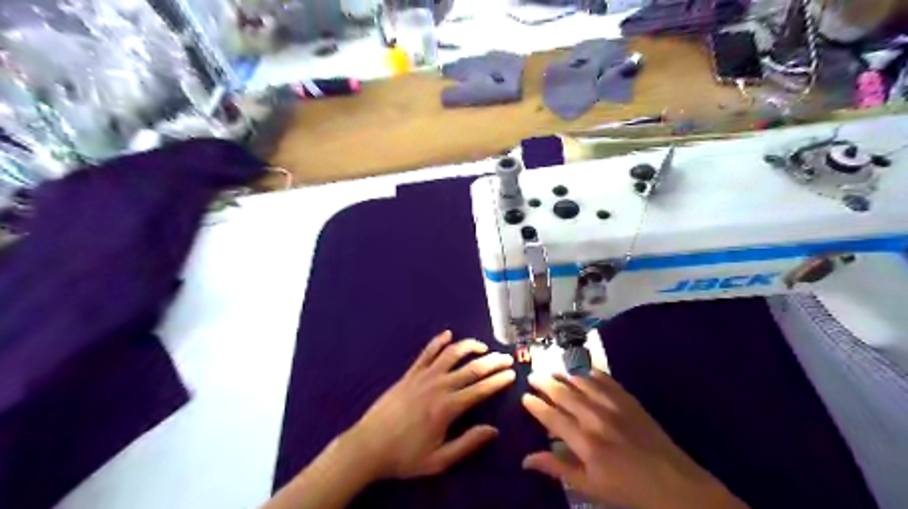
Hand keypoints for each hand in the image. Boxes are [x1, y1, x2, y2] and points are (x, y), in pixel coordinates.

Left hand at [349, 332, 512, 479]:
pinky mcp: (410, 374)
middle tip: (506, 357)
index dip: (498, 380)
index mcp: (448, 408)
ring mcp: (423, 376)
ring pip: (451, 354)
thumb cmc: (405, 456)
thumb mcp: (439, 460)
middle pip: (471, 368)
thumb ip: (468, 443)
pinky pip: (427, 353)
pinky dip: (438, 341)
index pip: (480, 389)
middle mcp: (439, 386)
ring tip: (483, 346)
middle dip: (492, 361)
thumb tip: (493, 430)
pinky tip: (448, 334)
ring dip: (469, 346)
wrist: (368, 446)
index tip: (512, 373)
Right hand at [521, 369, 748, 507]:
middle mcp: (596, 418)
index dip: (536, 405)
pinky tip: (584, 371)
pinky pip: (607, 381)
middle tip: (533, 376)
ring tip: (553, 370)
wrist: (675, 485)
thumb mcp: (589, 487)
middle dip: (546, 383)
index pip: (552, 417)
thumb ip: (557, 468)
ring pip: (583, 383)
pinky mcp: (630, 401)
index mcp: (584, 442)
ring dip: (565, 376)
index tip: (524, 396)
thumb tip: (526, 459)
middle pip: (564, 394)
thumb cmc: (627, 491)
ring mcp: (615, 406)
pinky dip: (593, 374)